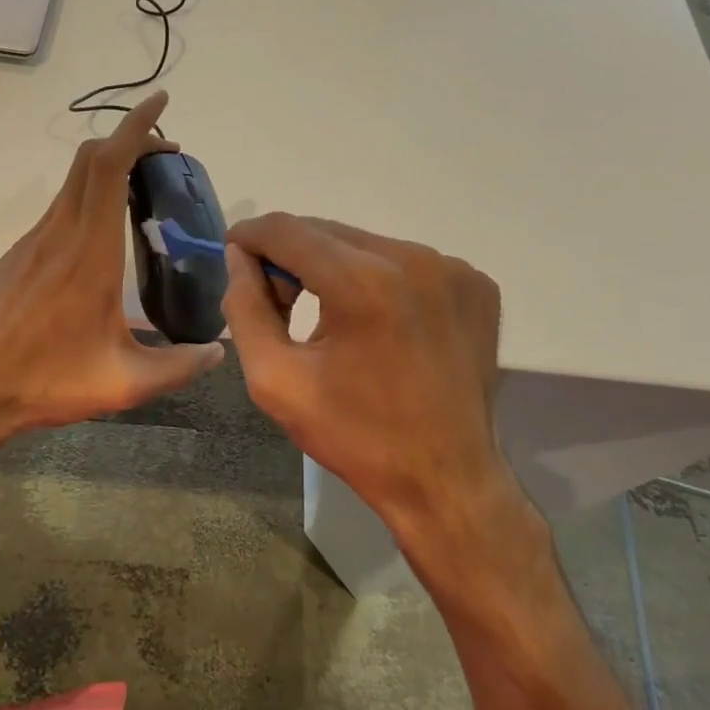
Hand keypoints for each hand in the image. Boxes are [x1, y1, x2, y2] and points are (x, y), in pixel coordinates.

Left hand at [0, 91, 223, 454]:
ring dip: (109, 168)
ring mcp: (32, 242)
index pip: (108, 167)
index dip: (135, 126)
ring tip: (144, 189)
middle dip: (129, 140)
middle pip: (89, 160)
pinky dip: (90, 195)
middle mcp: (58, 234)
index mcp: (88, 253)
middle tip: (165, 153)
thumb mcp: (123, 383)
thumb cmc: (46, 382)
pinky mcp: (18, 256)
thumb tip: (218, 352)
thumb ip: (179, 366)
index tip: (160, 102)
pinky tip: (106, 233)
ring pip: (73, 182)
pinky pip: (60, 208)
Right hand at [222, 214, 527, 570]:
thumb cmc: (355, 435)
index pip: (287, 229)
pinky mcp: (476, 284)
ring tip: (329, 317)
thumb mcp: (275, 379)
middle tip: (278, 299)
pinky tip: (377, 324)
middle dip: (291, 256)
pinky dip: (380, 280)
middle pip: (327, 232)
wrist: (446, 480)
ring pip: (367, 244)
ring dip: (335, 267)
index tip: (234, 254)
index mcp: (362, 282)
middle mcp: (413, 258)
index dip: (251, 236)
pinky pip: (407, 263)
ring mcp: (452, 268)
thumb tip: (238, 257)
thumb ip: (246, 308)